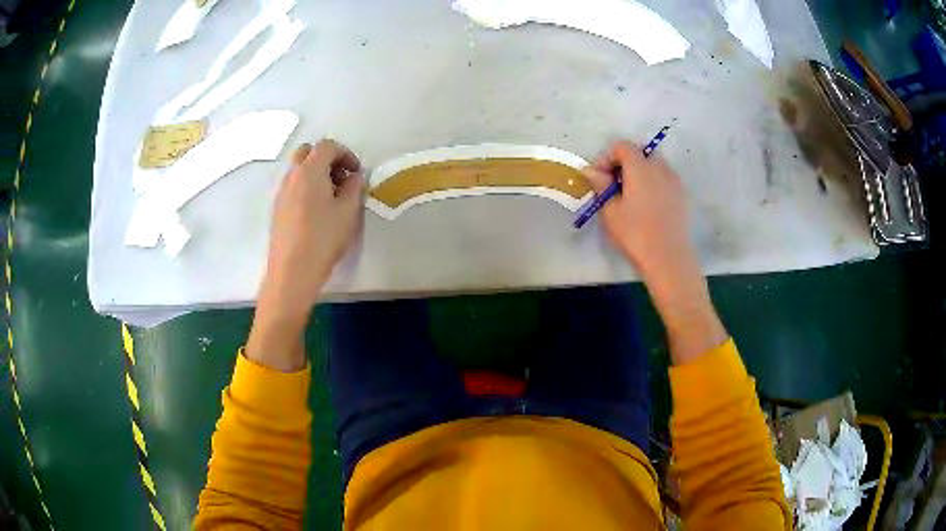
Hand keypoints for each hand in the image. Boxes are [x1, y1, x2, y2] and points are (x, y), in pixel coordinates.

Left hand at [260, 139, 363, 315]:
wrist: (292, 271)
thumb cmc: (323, 238)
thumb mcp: (348, 211)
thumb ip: (355, 187)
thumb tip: (355, 176)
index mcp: (309, 170)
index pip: (327, 146)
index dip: (346, 154)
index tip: (357, 173)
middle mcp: (291, 176)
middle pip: (308, 152)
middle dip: (328, 159)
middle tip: (342, 179)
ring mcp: (281, 192)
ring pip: (299, 169)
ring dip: (317, 174)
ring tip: (332, 198)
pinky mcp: (277, 209)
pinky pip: (293, 186)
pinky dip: (307, 187)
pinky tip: (317, 212)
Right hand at [582, 141, 692, 275]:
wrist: (669, 258)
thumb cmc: (635, 234)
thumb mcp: (610, 211)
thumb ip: (601, 185)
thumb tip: (590, 170)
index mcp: (640, 167)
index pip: (622, 146)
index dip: (606, 157)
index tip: (598, 177)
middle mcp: (660, 167)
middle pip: (640, 153)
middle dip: (624, 163)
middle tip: (614, 185)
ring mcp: (675, 181)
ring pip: (654, 166)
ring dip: (640, 173)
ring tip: (630, 197)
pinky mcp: (682, 196)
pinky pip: (665, 179)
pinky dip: (653, 184)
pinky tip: (647, 206)